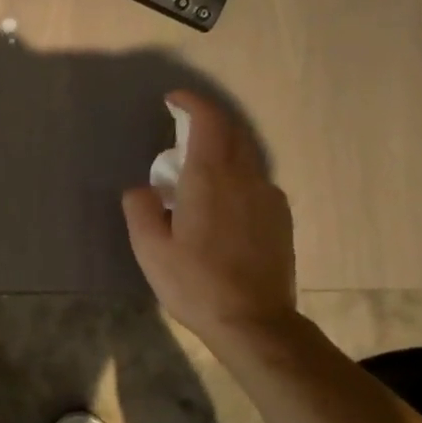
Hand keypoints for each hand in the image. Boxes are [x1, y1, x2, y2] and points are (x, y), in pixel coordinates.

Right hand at [121, 91, 297, 341]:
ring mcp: (269, 197)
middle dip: (207, 121)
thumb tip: (142, 189)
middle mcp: (246, 177)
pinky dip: (236, 175)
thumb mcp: (149, 248)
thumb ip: (140, 208)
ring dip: (222, 150)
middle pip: (232, 131)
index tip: (173, 99)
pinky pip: (256, 181)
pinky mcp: (281, 218)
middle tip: (181, 131)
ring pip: (247, 156)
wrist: (255, 323)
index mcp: (210, 177)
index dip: (191, 102)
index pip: (208, 120)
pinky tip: (221, 204)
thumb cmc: (195, 283)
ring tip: (197, 173)